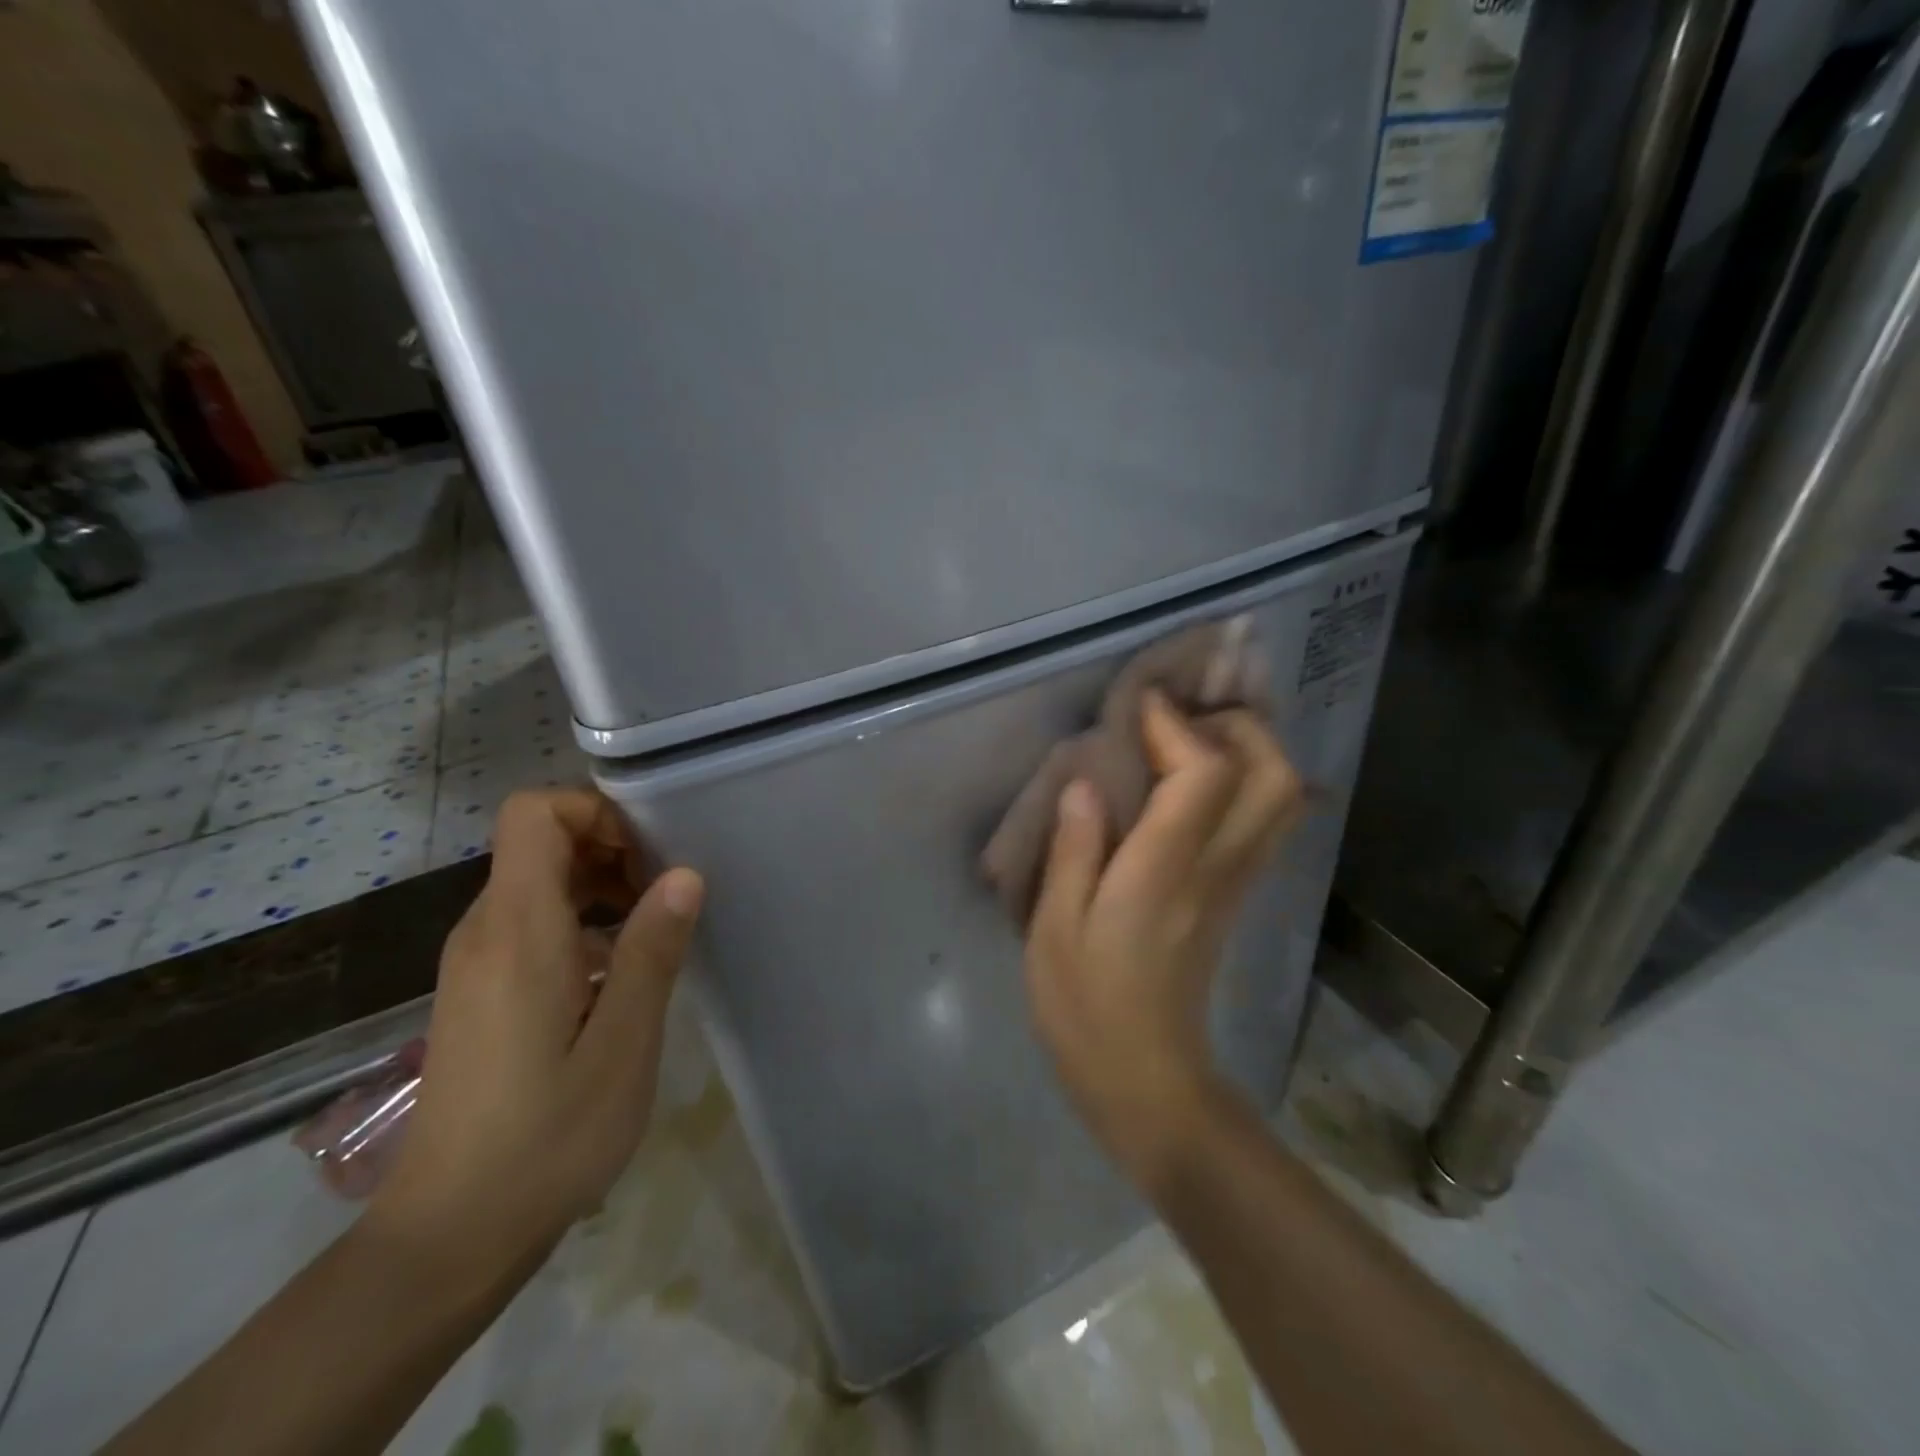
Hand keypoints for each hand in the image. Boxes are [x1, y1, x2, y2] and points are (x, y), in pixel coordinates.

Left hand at [367, 788, 703, 1289]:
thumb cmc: (548, 1137)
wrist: (449, 1235)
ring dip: (599, 885)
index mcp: (517, 929)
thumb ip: (651, 950)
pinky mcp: (478, 991)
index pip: (533, 813)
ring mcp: (474, 962)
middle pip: (539, 841)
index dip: (594, 811)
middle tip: (666, 896)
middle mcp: (484, 930)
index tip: (648, 854)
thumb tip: (685, 873)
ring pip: (537, 881)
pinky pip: (529, 922)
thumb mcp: (623, 1043)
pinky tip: (616, 974)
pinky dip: (579, 920)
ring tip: (652, 932)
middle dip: (610, 848)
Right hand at [1025, 690, 1303, 1189]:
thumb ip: (1072, 851)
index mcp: (1163, 873)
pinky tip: (1199, 779)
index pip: (1203, 775)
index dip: (1177, 725)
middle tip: (1182, 716)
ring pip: (1282, 799)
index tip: (1142, 703)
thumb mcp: (1054, 931)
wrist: (1148, 1083)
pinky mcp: (1235, 896)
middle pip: (1272, 777)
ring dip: (1250, 750)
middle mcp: (1216, 869)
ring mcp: (1236, 884)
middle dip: (1238, 727)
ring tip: (1190, 738)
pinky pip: (1265, 823)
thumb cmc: (1085, 1009)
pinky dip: (1248, 782)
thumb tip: (1083, 783)